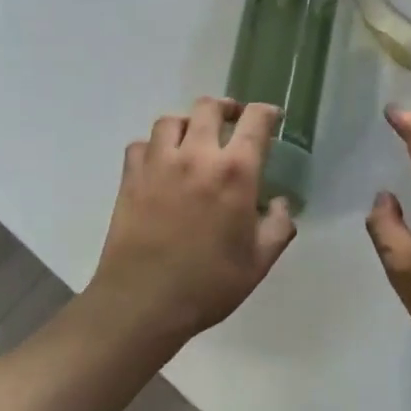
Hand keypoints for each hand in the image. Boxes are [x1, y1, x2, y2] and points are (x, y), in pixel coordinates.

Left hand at [87, 97, 297, 346]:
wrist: (142, 302)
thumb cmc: (208, 284)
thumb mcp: (259, 262)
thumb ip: (278, 227)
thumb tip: (280, 204)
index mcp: (235, 172)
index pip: (255, 120)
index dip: (267, 112)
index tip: (273, 118)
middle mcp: (196, 156)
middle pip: (209, 107)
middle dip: (226, 108)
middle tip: (232, 121)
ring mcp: (158, 164)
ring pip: (171, 120)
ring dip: (187, 123)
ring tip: (193, 138)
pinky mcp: (130, 178)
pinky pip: (140, 145)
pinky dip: (153, 146)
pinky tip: (160, 163)